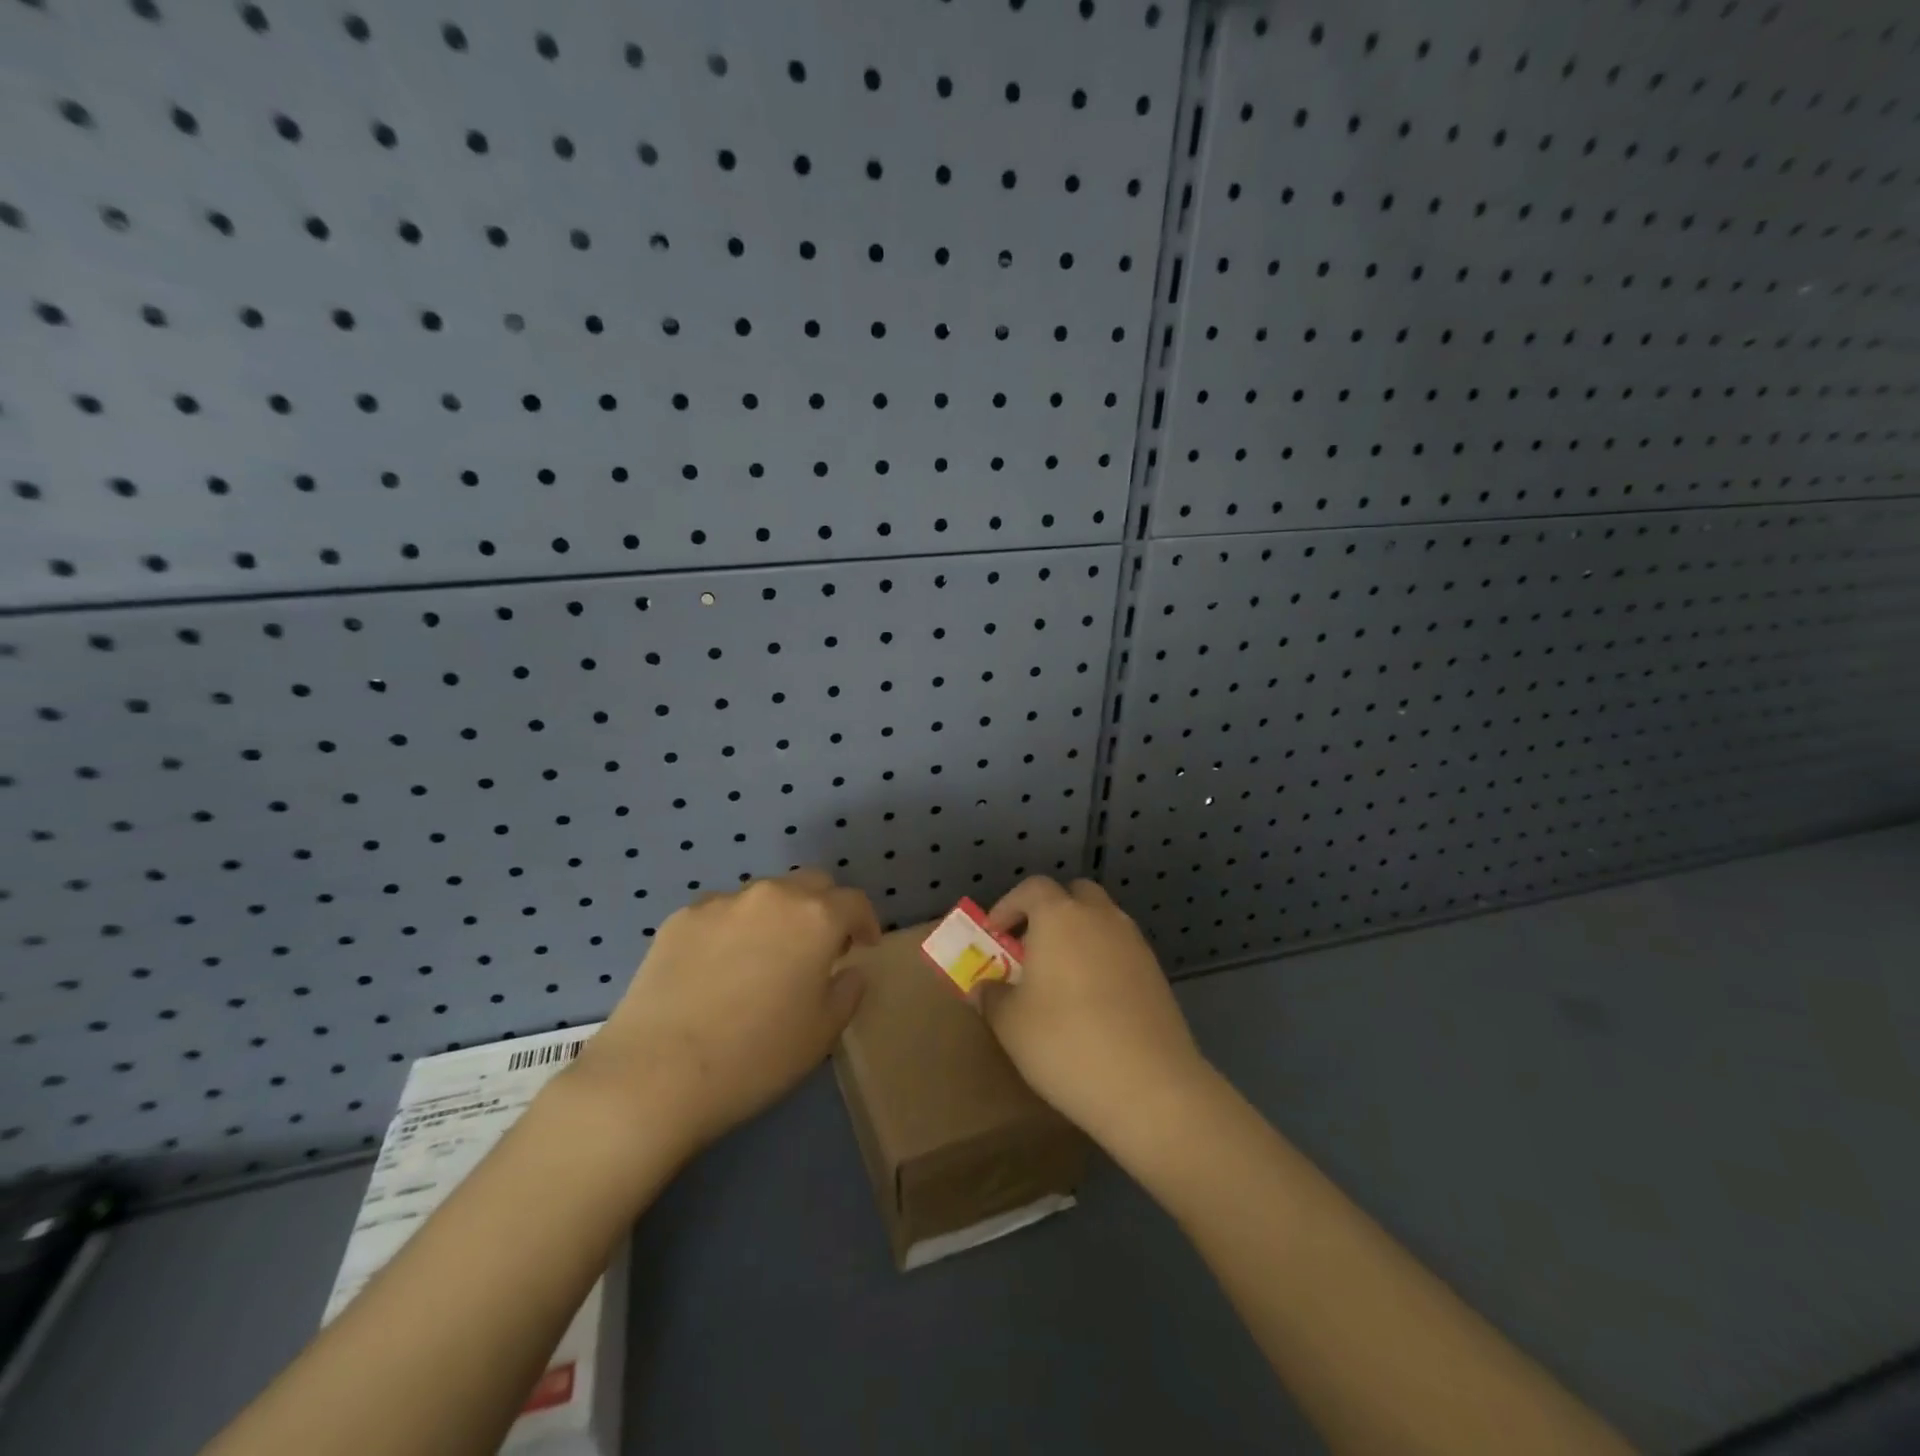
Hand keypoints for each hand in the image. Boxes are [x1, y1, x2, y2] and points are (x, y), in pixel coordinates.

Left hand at [576, 870, 879, 1149]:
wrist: (656, 1074)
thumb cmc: (756, 1056)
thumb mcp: (822, 1033)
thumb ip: (848, 992)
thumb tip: (848, 971)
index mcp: (815, 917)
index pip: (854, 902)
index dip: (865, 922)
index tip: (863, 946)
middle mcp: (772, 896)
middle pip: (811, 884)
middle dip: (824, 908)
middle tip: (819, 947)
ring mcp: (722, 903)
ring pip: (764, 896)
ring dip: (777, 916)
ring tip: (765, 958)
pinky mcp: (680, 918)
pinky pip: (721, 913)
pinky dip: (733, 929)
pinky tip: (718, 969)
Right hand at [981, 877, 1208, 1147]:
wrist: (1150, 1086)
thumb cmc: (1066, 1043)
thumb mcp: (1010, 1024)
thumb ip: (992, 997)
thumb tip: (985, 988)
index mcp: (1060, 916)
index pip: (1032, 888)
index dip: (1009, 905)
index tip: (995, 934)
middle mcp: (1100, 917)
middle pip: (1074, 894)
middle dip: (1050, 912)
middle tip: (1031, 948)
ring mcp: (1134, 943)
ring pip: (1102, 921)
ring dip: (1079, 936)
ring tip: (1060, 978)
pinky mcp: (1156, 973)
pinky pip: (1121, 950)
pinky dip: (1103, 960)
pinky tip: (1093, 1002)